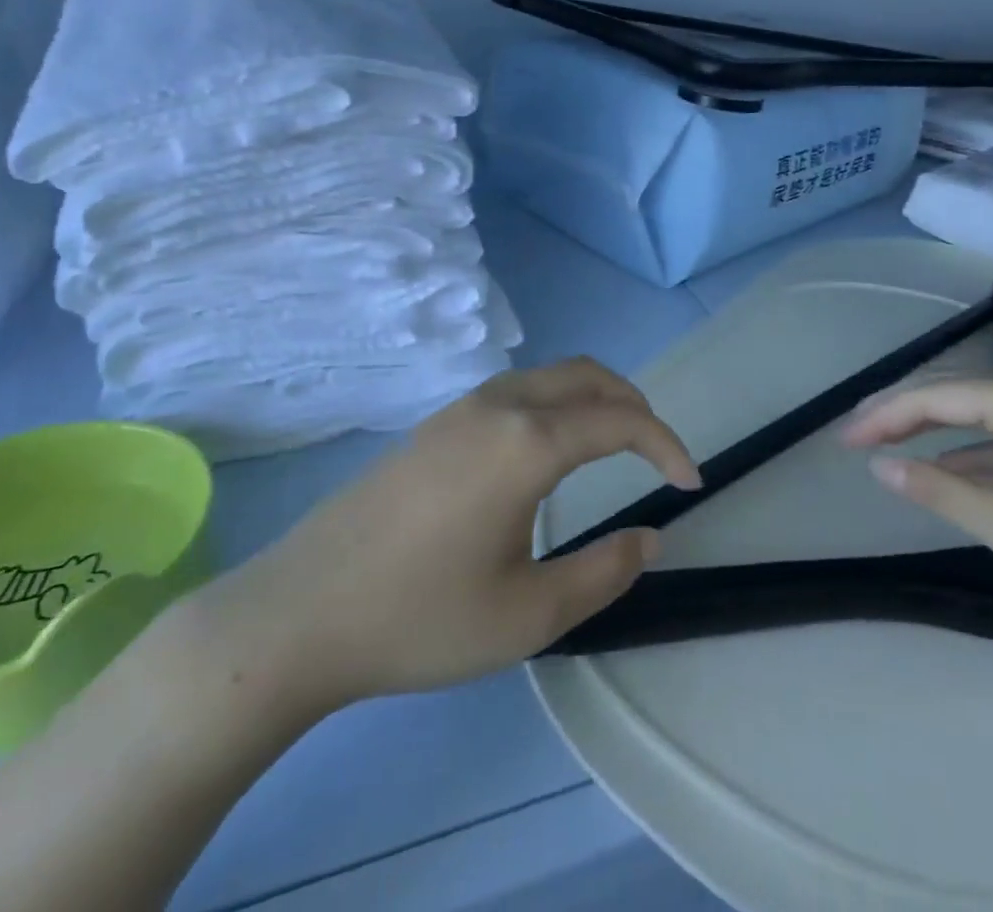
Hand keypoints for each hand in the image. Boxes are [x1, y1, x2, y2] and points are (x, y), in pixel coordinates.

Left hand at [181, 359, 700, 729]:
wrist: (301, 611)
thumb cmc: (420, 618)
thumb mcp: (528, 614)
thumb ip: (604, 572)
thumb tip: (651, 536)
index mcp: (528, 441)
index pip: (620, 420)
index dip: (666, 444)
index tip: (691, 482)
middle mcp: (499, 404)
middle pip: (588, 375)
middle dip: (635, 405)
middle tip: (659, 454)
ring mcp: (461, 407)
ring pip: (550, 376)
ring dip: (594, 398)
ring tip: (615, 447)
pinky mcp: (436, 422)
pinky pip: (517, 390)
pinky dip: (557, 403)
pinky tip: (549, 453)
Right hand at [842, 374, 992, 627]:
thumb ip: (944, 492)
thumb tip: (881, 467)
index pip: (938, 396)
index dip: (885, 416)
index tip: (845, 440)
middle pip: (961, 400)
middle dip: (908, 422)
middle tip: (859, 442)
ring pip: (989, 424)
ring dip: (945, 444)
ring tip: (899, 462)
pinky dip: (983, 461)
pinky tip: (964, 484)